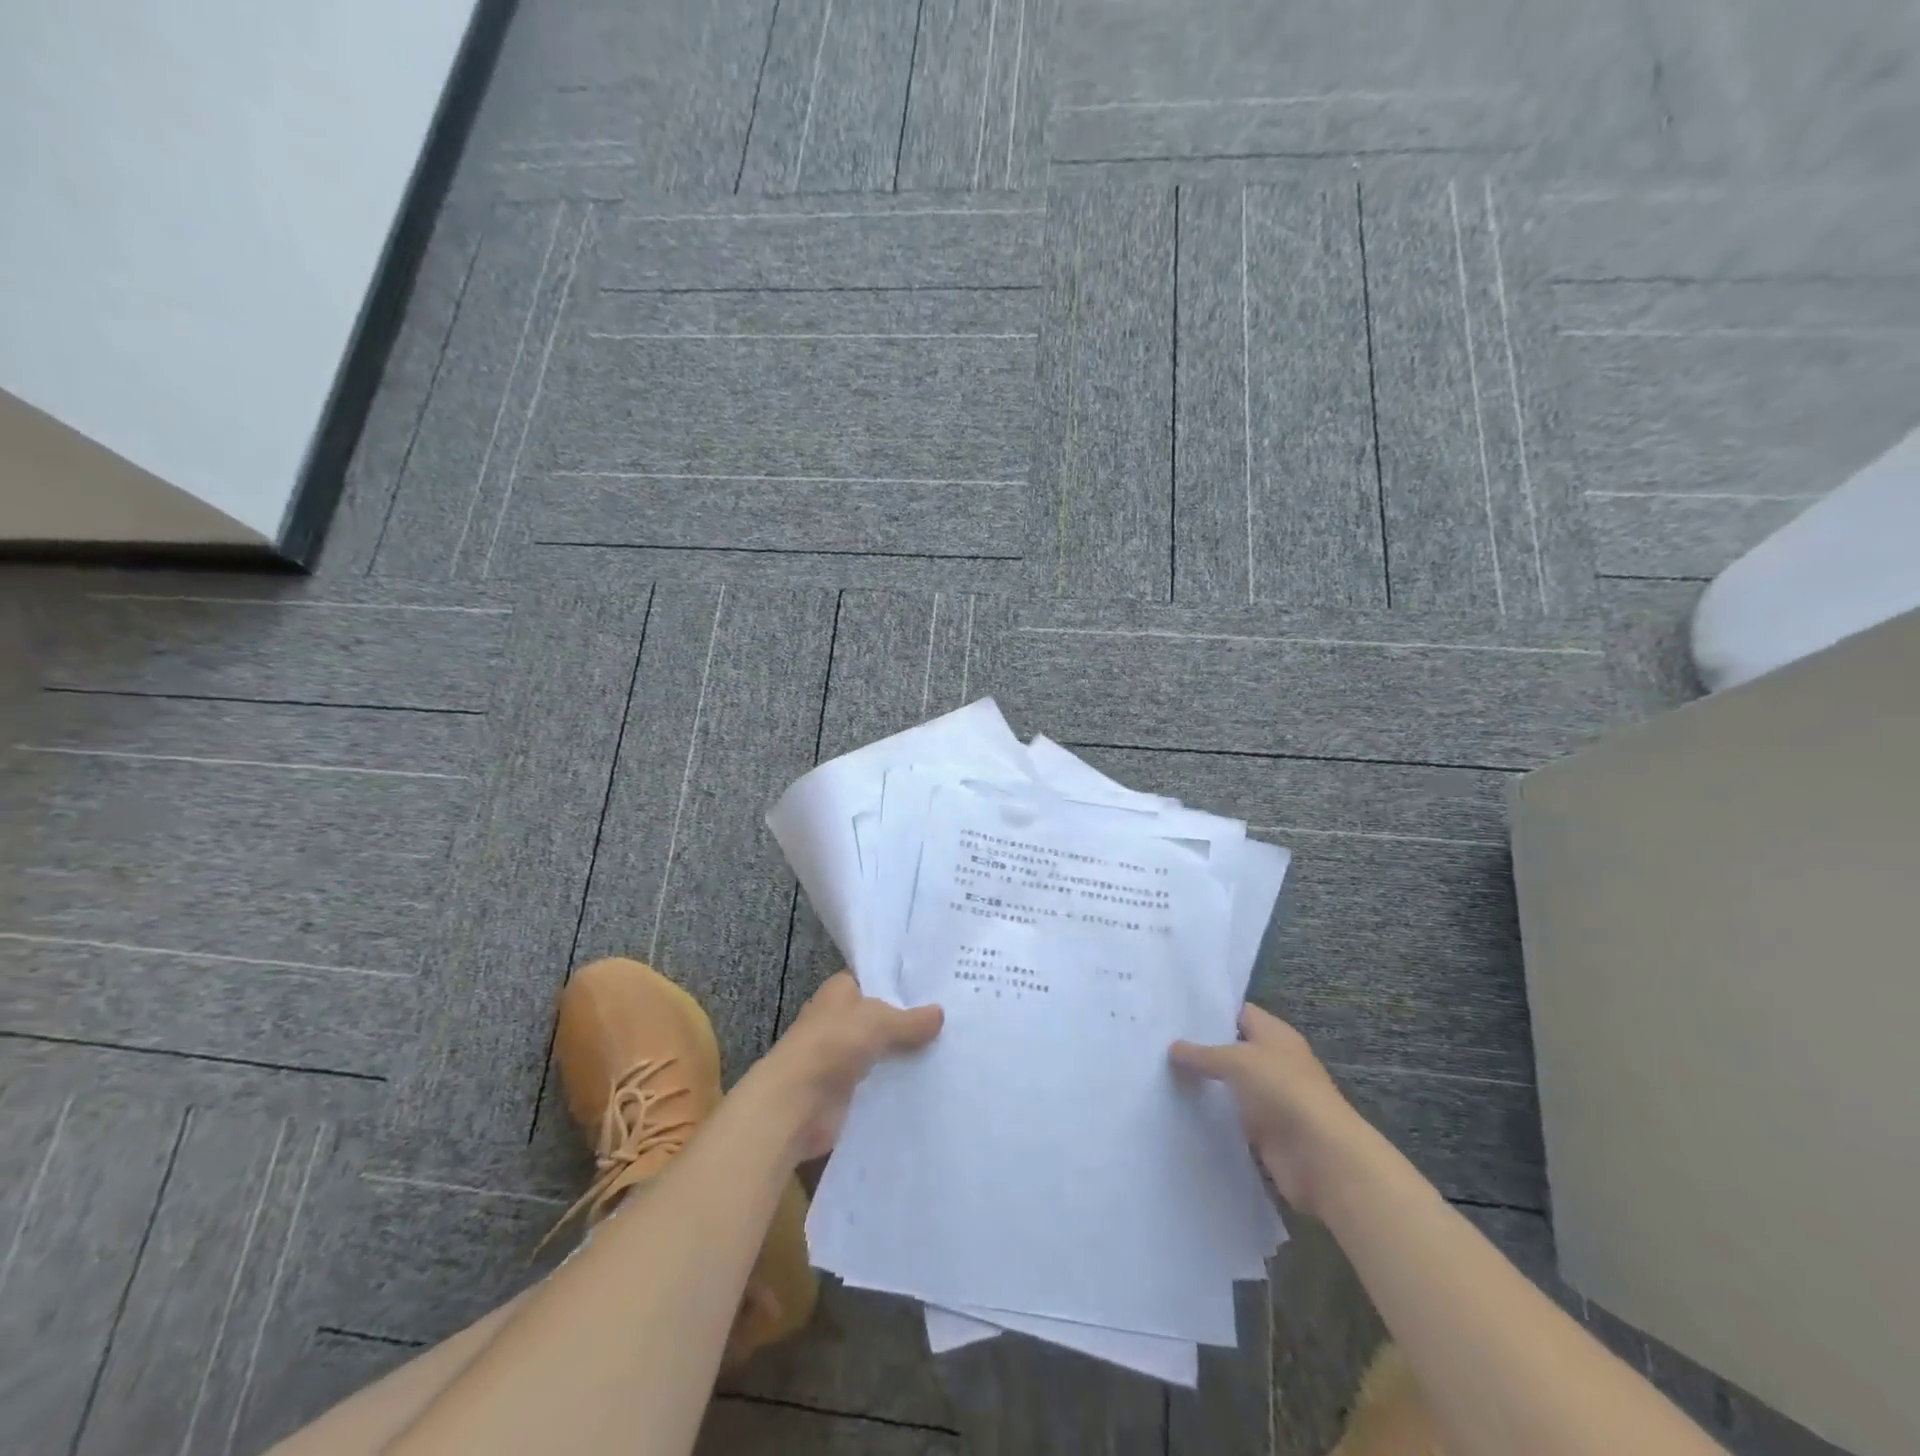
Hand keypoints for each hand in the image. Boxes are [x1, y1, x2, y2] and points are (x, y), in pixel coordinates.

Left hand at [755, 972, 942, 1160]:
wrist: (796, 1104)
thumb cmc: (832, 1044)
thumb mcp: (878, 1022)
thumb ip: (910, 1019)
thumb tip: (941, 1013)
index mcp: (840, 991)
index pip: (876, 980)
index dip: (902, 983)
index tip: (937, 988)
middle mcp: (840, 1019)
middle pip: (882, 1017)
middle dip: (911, 1022)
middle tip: (954, 1021)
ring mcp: (842, 1056)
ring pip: (883, 1050)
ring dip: (906, 1055)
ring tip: (951, 1051)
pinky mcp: (847, 1090)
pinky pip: (880, 1082)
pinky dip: (899, 1083)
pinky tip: (931, 1083)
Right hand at [1170, 1004, 1371, 1216]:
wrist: (1321, 1157)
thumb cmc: (1282, 1091)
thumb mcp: (1236, 1060)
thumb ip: (1202, 1054)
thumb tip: (1172, 1047)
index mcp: (1274, 1034)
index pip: (1238, 1012)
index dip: (1209, 1011)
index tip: (1173, 1012)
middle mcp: (1273, 1061)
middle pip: (1231, 1049)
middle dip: (1200, 1048)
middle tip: (1158, 1042)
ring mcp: (1270, 1098)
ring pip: (1229, 1084)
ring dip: (1204, 1084)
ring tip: (1160, 1073)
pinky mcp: (1264, 1131)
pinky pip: (1231, 1116)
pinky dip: (1211, 1114)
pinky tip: (1179, 1108)